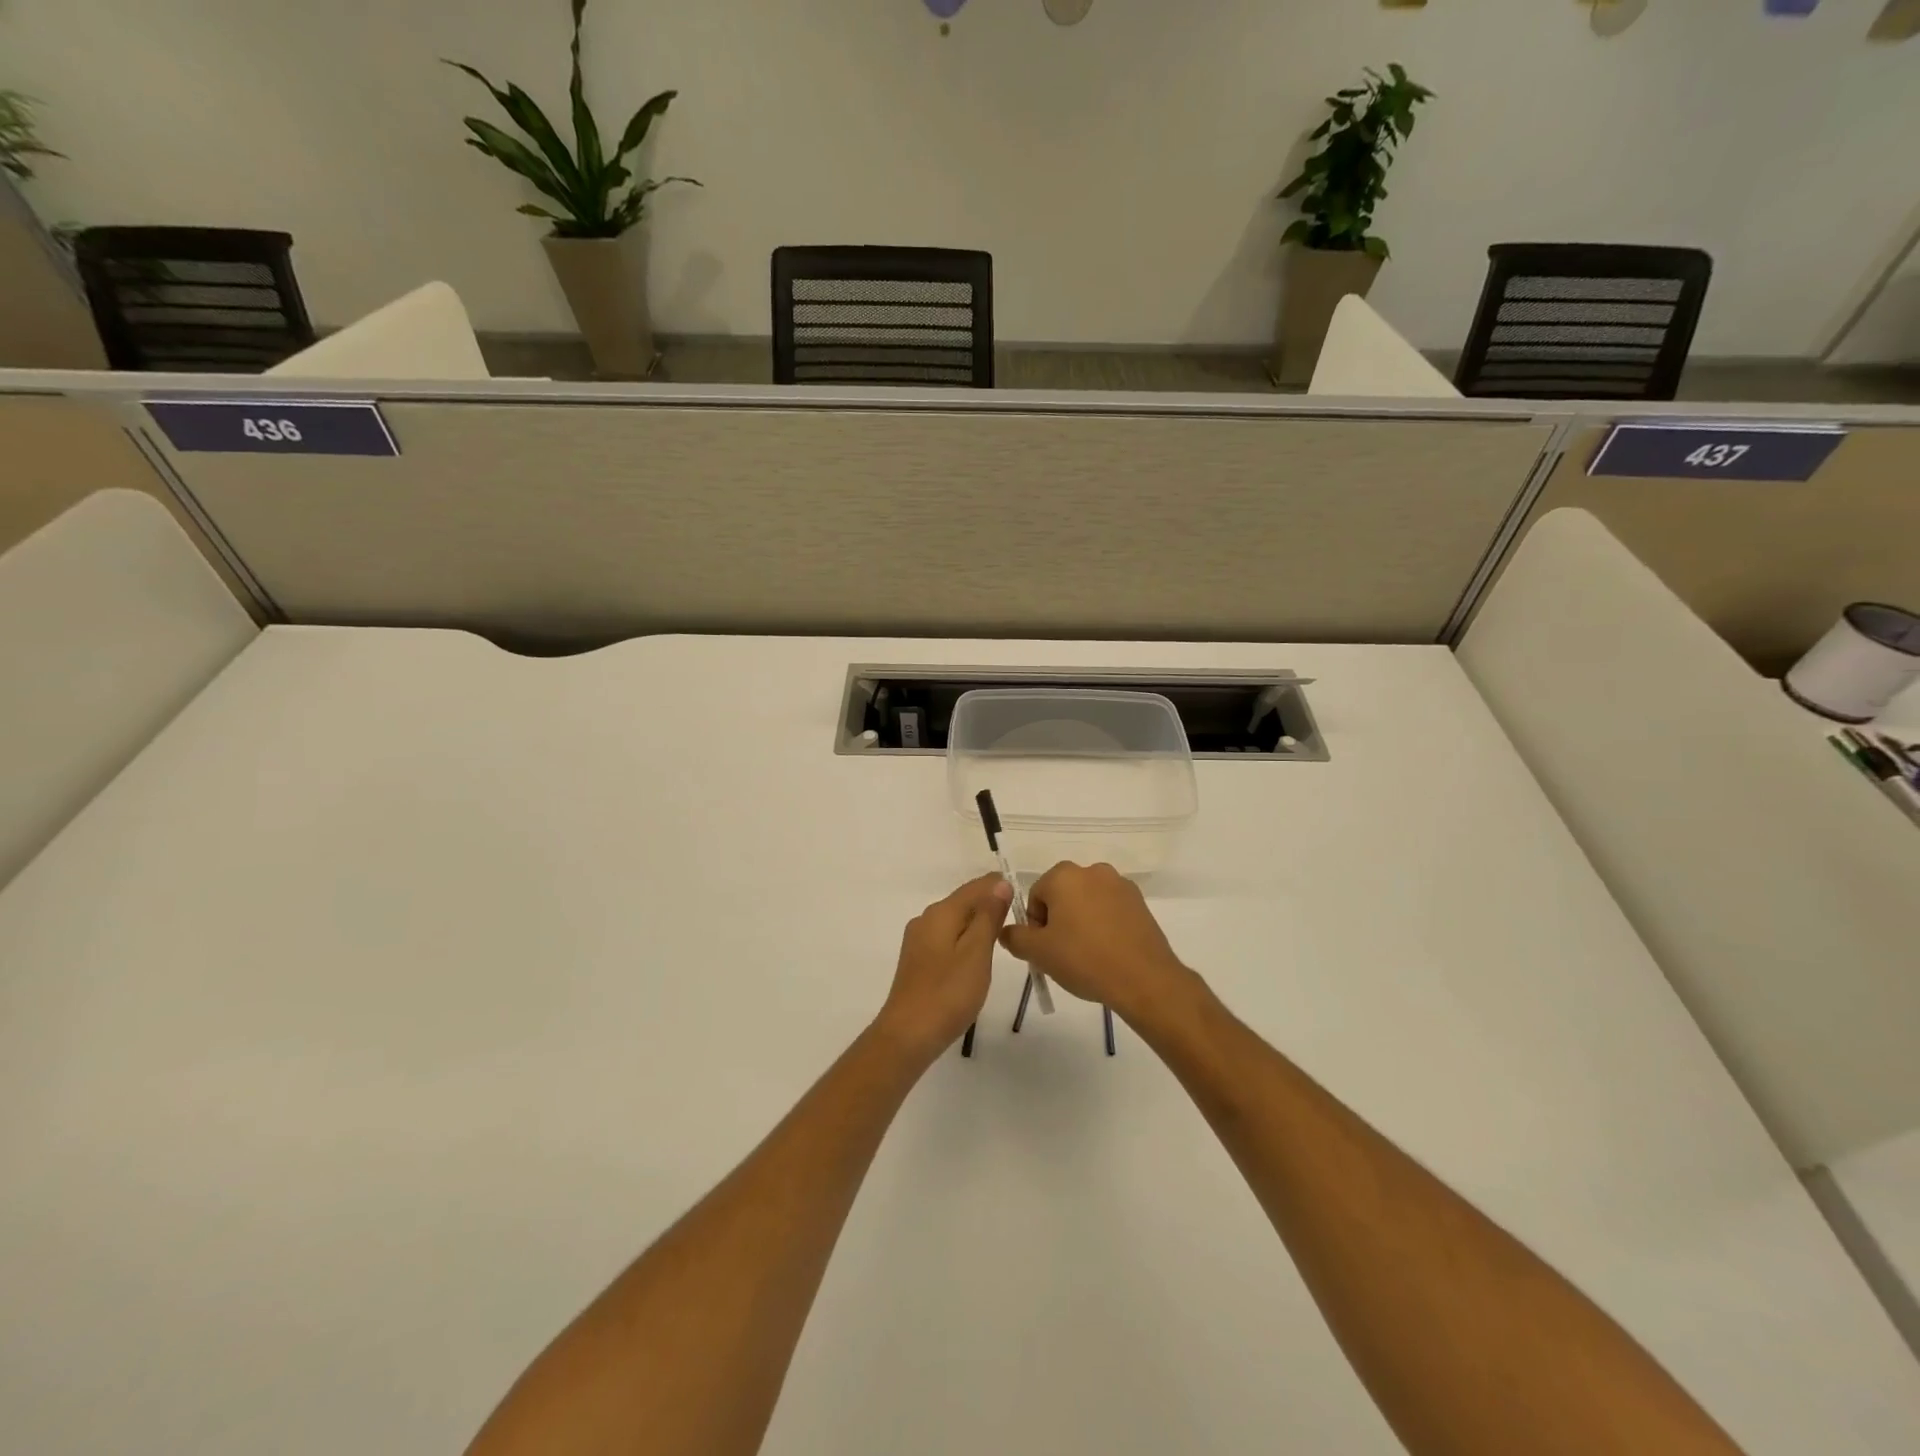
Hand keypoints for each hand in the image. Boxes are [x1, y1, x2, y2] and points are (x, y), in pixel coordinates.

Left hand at [874, 874, 1013, 1063]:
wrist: (908, 1035)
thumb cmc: (948, 993)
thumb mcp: (977, 953)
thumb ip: (988, 916)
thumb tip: (999, 883)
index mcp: (941, 913)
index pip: (975, 887)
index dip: (999, 886)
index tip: (1024, 895)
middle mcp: (926, 919)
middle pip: (964, 902)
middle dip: (990, 904)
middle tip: (1020, 917)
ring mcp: (919, 941)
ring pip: (955, 921)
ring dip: (978, 923)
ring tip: (1003, 936)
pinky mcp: (918, 961)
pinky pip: (947, 938)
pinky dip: (966, 940)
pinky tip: (977, 956)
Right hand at [998, 862, 1190, 1021]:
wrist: (1143, 978)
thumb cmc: (1084, 959)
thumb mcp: (1038, 953)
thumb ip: (1015, 938)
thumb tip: (1007, 931)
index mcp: (1064, 875)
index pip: (1036, 895)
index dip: (1036, 925)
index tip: (1045, 949)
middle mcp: (1092, 871)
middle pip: (1062, 895)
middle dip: (1059, 920)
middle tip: (1063, 953)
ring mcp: (1120, 884)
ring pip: (1087, 902)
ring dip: (1082, 922)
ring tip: (1087, 955)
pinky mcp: (1140, 902)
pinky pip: (1111, 910)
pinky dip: (1105, 925)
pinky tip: (1108, 952)